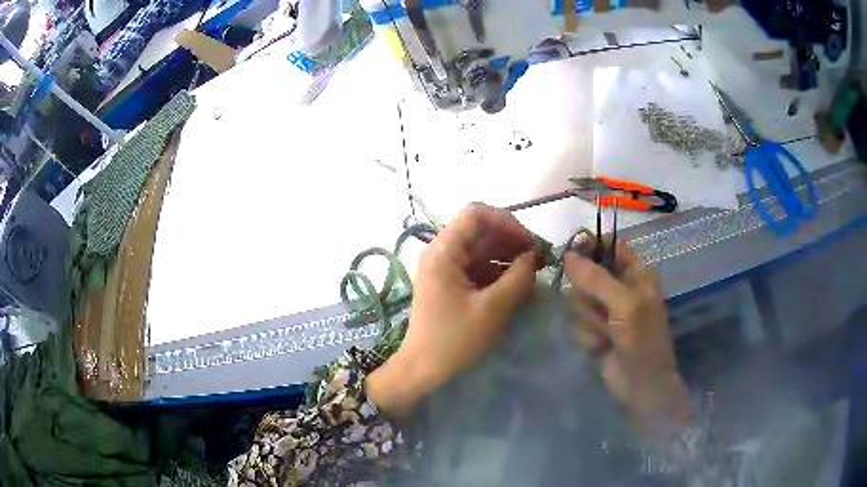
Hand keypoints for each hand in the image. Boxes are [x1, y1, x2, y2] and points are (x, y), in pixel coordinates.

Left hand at [366, 204, 537, 417]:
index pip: (476, 214)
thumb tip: (534, 255)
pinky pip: (478, 265)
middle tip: (538, 259)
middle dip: (511, 240)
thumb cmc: (454, 340)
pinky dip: (499, 269)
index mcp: (443, 251)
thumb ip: (517, 278)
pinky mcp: (451, 281)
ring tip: (533, 271)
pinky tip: (518, 282)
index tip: (529, 243)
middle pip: (480, 230)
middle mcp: (442, 252)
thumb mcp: (492, 309)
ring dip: (508, 255)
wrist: (423, 368)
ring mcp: (445, 267)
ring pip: (482, 247)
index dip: (506, 222)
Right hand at [565, 242, 691, 438]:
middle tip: (599, 310)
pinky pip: (577, 322)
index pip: (611, 247)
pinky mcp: (595, 330)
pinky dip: (587, 336)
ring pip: (578, 300)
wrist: (641, 385)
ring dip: (589, 319)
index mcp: (637, 274)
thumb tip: (568, 254)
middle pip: (587, 274)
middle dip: (588, 295)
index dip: (591, 247)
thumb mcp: (624, 304)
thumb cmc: (642, 340)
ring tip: (605, 334)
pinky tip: (600, 347)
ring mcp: (607, 311)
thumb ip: (596, 278)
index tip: (571, 254)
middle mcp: (621, 288)